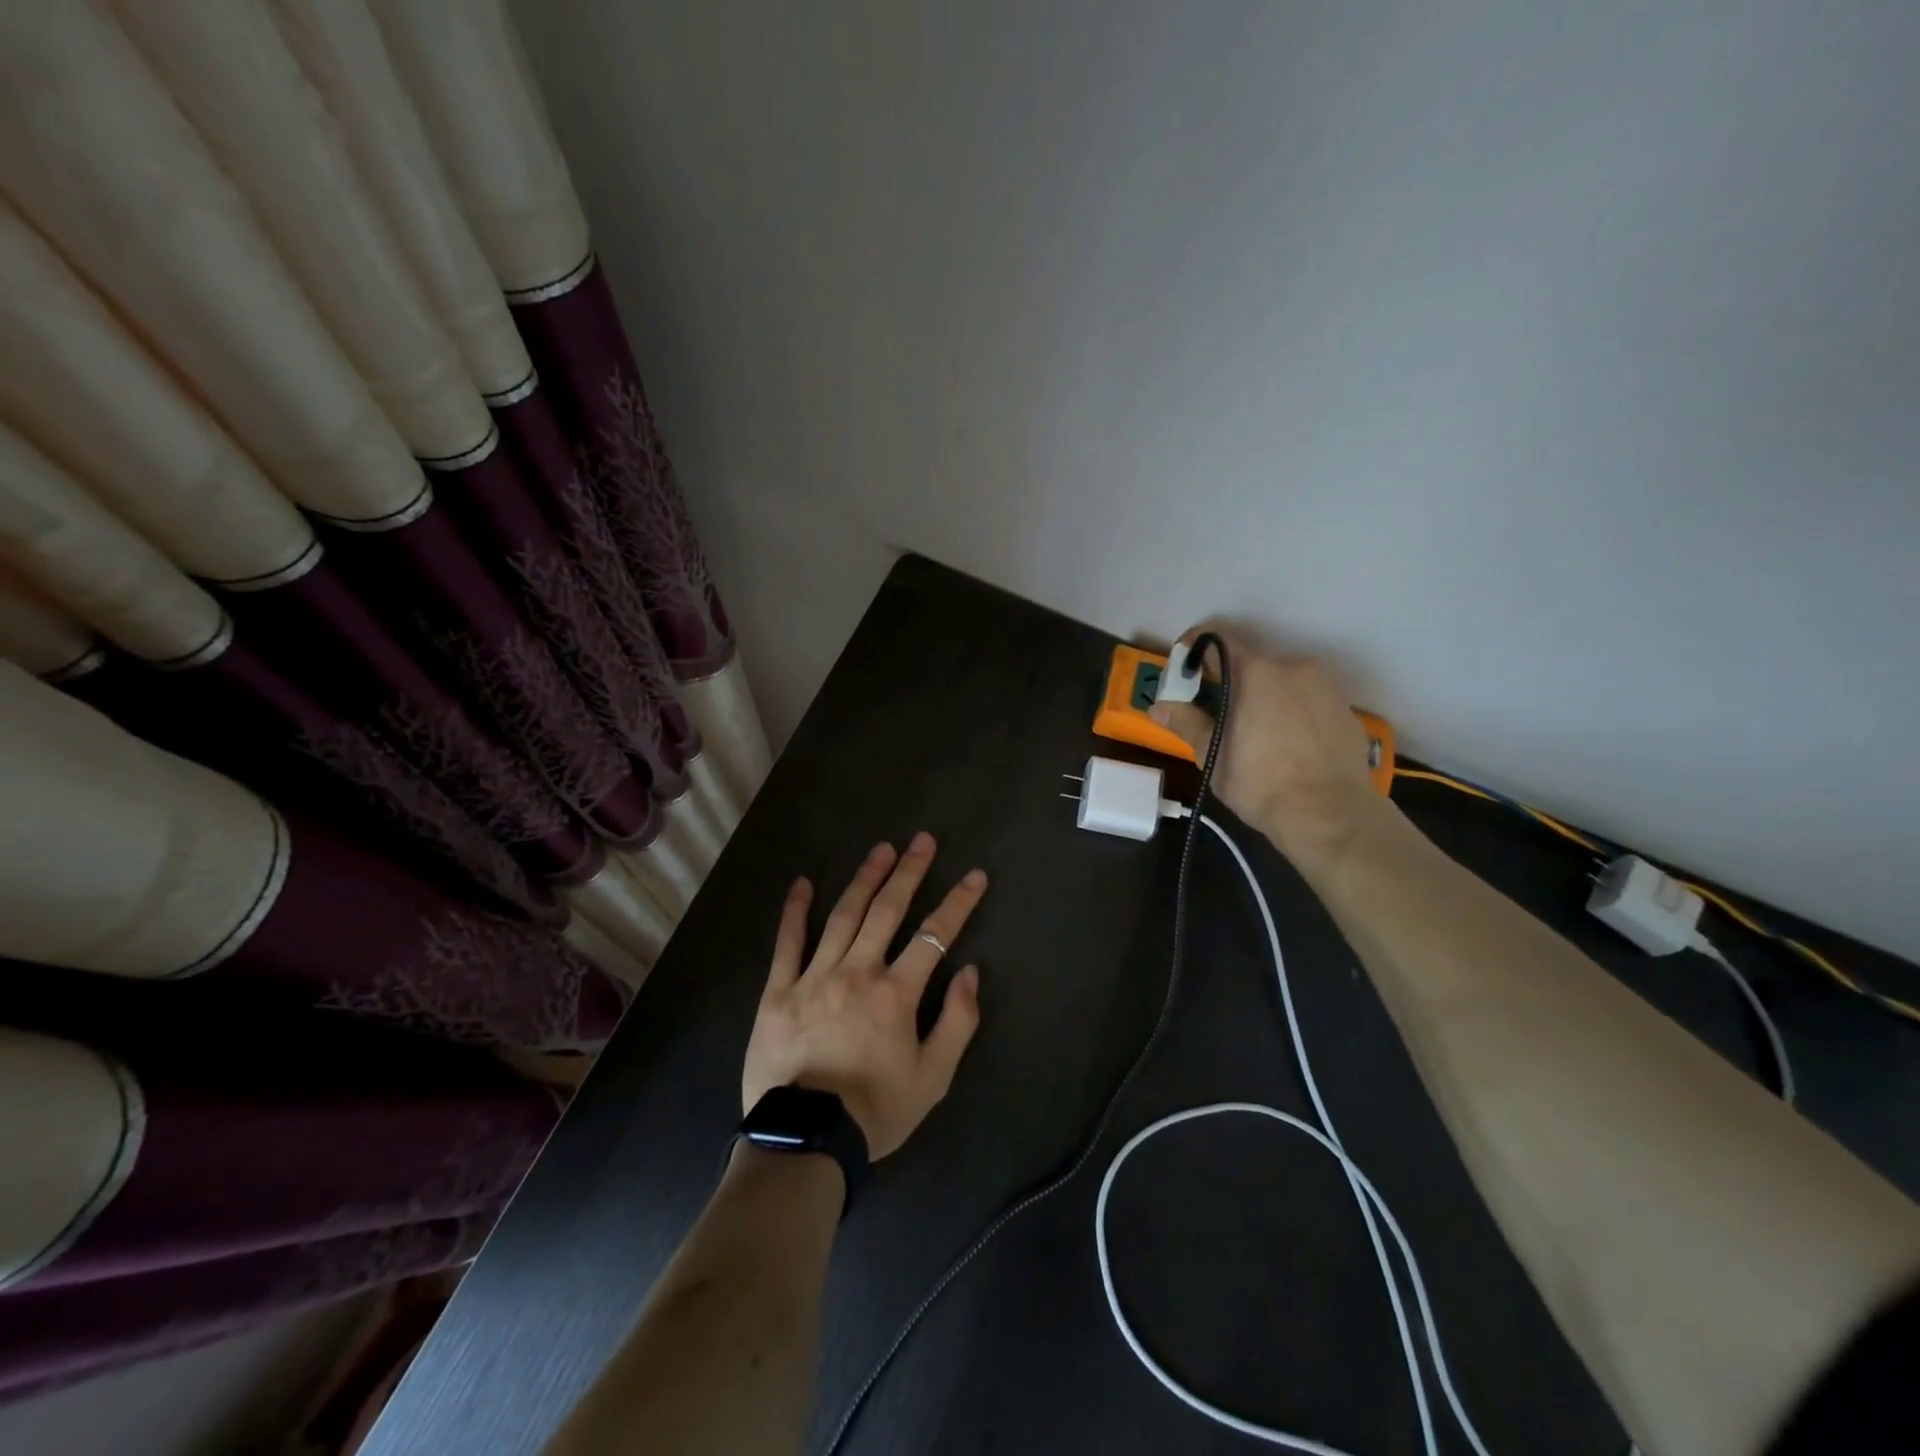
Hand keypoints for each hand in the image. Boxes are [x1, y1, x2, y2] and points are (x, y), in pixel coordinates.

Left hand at [743, 833, 986, 1159]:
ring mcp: (814, 977)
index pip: (934, 935)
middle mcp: (857, 972)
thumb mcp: (934, 1078)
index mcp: (896, 993)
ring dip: (864, 879)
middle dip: (909, 872)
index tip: (974, 876)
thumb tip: (970, 973)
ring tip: (881, 850)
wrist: (806, 1143)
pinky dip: (795, 911)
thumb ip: (957, 1022)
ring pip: (843, 916)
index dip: (958, 903)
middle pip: (887, 910)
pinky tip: (802, 883)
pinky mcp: (778, 991)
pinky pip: (787, 943)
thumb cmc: (875, 1111)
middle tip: (922, 840)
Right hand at [1149, 624, 1385, 870]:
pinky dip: (1294, 713)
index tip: (1185, 666)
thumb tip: (1159, 707)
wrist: (1329, 815)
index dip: (1196, 646)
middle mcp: (1294, 667)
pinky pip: (1310, 701)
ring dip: (1266, 696)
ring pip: (1284, 681)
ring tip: (1257, 734)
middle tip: (1220, 714)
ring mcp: (1326, 687)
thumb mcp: (1213, 755)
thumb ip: (1187, 722)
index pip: (1219, 637)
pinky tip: (1289, 746)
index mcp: (1256, 672)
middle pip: (1253, 663)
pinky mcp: (1347, 710)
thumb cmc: (1259, 782)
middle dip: (1233, 683)